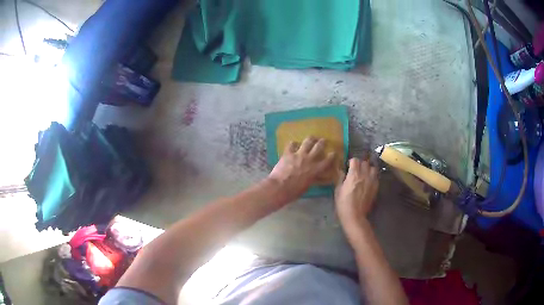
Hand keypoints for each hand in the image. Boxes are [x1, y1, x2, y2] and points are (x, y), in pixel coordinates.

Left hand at [268, 137, 335, 204]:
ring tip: (312, 137)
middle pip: (319, 147)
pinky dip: (293, 143)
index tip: (334, 152)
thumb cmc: (294, 191)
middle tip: (323, 140)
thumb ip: (314, 179)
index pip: (327, 161)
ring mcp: (298, 154)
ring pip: (307, 142)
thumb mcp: (307, 186)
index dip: (332, 156)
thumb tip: (318, 177)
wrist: (279, 187)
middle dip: (322, 142)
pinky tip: (293, 143)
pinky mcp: (288, 153)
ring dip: (311, 139)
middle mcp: (309, 159)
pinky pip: (291, 144)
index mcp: (315, 169)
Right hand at [335, 158, 378, 236]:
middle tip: (356, 170)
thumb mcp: (338, 190)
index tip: (348, 166)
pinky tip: (368, 181)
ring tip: (364, 174)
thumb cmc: (343, 204)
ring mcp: (372, 181)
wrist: (355, 216)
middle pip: (364, 162)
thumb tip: (341, 170)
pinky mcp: (376, 187)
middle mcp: (364, 175)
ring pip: (372, 168)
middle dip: (360, 164)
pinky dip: (372, 176)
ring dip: (368, 169)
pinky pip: (376, 177)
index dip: (351, 162)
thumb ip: (340, 178)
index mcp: (353, 175)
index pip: (355, 160)